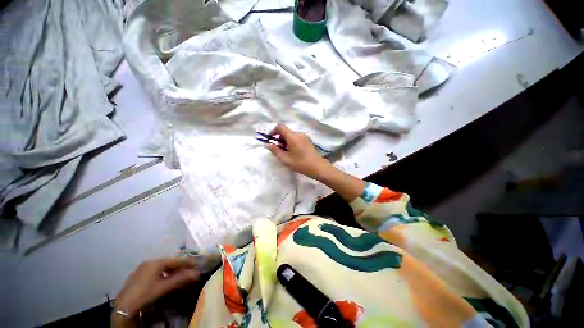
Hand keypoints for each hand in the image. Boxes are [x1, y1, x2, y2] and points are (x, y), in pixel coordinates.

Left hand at [111, 257, 198, 325]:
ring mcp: (143, 267)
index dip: (188, 262)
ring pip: (163, 266)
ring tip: (181, 275)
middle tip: (190, 271)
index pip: (176, 259)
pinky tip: (167, 279)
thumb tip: (197, 273)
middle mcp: (150, 262)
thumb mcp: (164, 287)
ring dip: (173, 270)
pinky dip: (165, 273)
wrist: (124, 306)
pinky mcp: (140, 274)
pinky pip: (157, 270)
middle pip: (170, 262)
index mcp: (156, 262)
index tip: (198, 264)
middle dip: (181, 266)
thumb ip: (180, 279)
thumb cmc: (145, 294)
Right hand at [267, 124, 333, 180]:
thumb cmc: (301, 164)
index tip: (271, 140)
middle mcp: (299, 134)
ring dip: (286, 141)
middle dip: (279, 138)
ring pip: (291, 135)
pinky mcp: (308, 140)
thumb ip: (276, 151)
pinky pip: (297, 138)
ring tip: (286, 153)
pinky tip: (294, 152)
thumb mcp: (286, 159)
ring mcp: (305, 136)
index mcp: (293, 136)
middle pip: (286, 131)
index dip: (273, 131)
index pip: (280, 126)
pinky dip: (292, 142)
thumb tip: (268, 145)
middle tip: (278, 150)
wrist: (318, 167)